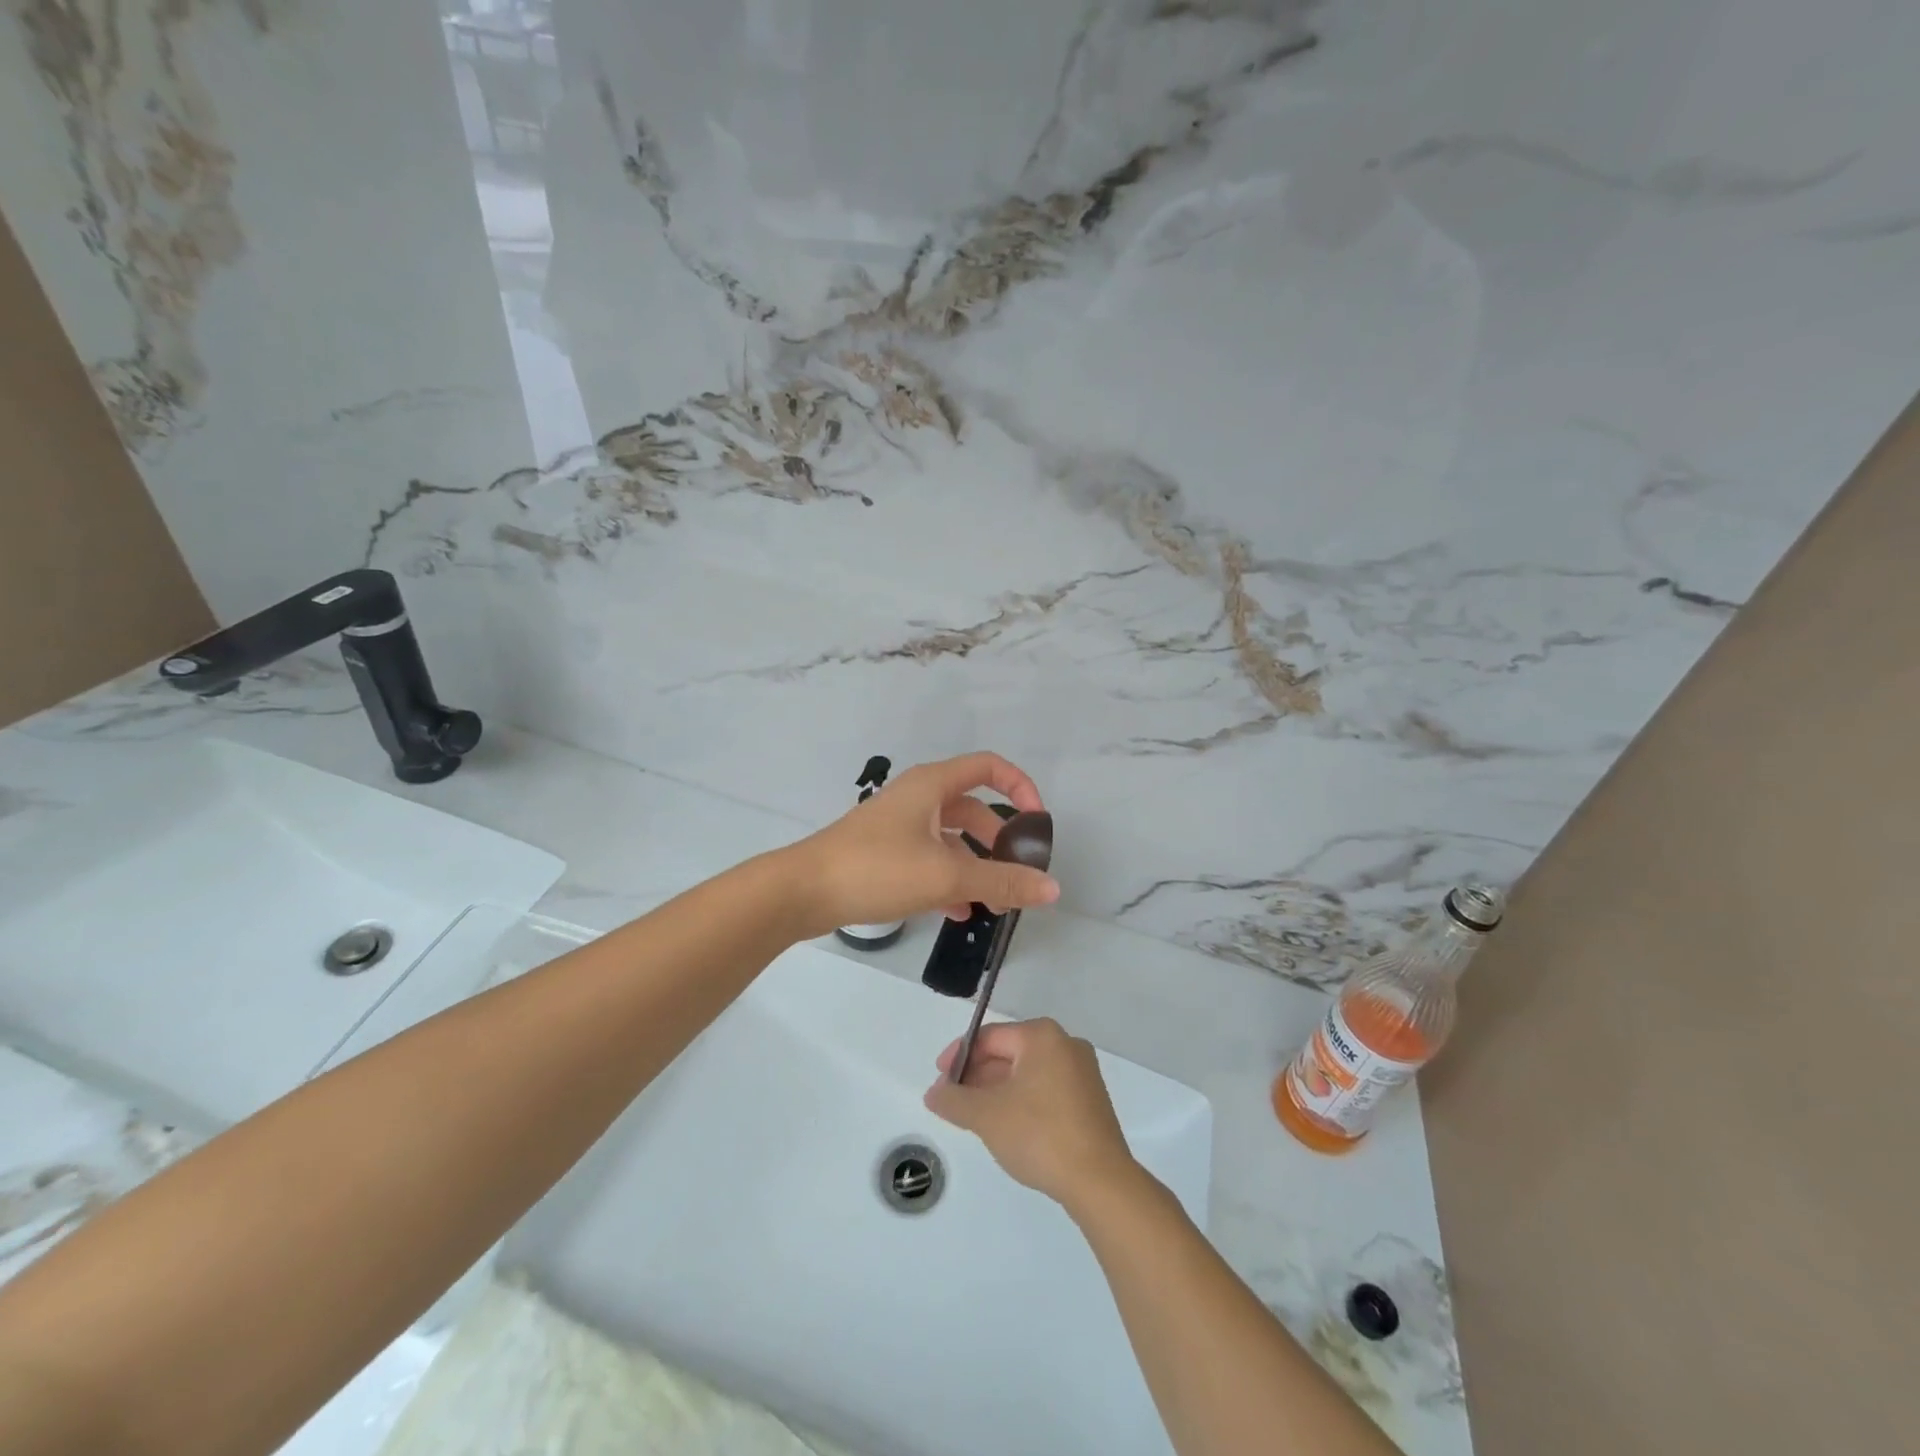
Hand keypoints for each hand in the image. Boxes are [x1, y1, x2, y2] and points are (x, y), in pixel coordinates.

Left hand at [787, 752, 1059, 935]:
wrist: (802, 891)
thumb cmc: (877, 869)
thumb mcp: (946, 875)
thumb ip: (1001, 882)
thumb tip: (1052, 890)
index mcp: (932, 785)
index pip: (989, 767)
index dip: (1021, 787)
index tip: (1037, 824)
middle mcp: (917, 797)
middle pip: (973, 809)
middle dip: (999, 841)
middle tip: (1017, 876)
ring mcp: (898, 826)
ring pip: (951, 839)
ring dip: (975, 866)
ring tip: (993, 904)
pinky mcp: (884, 853)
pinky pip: (929, 859)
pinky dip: (948, 879)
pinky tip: (957, 912)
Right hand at [923, 1018, 1139, 1210]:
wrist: (1100, 1181)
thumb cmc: (1040, 1134)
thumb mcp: (986, 1116)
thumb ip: (953, 1100)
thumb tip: (934, 1093)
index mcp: (1042, 1036)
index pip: (989, 1037)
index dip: (959, 1058)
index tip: (940, 1084)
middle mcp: (1065, 1044)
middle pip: (1008, 1052)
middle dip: (978, 1076)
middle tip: (954, 1102)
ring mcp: (1082, 1072)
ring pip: (1027, 1073)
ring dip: (997, 1090)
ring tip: (976, 1117)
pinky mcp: (1090, 1099)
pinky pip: (1045, 1089)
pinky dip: (1021, 1101)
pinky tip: (1008, 1127)